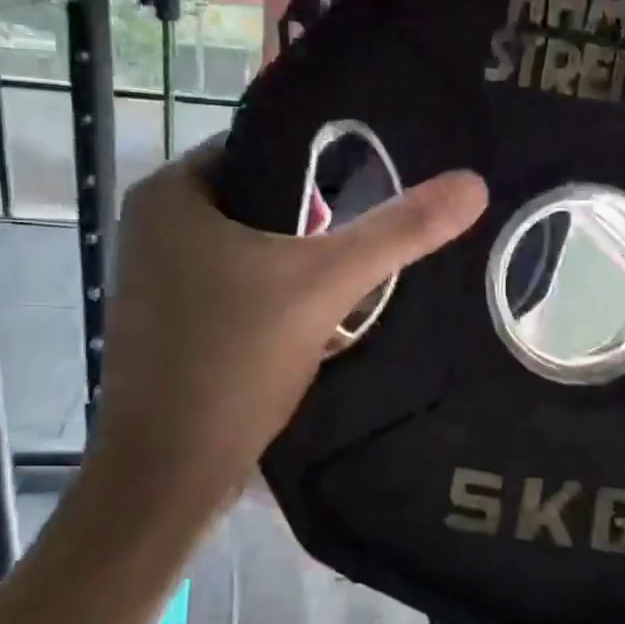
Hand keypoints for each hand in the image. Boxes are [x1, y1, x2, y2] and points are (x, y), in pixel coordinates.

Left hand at [89, 140, 487, 514]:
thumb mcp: (324, 285)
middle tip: (367, 246)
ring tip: (352, 283)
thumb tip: (472, 184)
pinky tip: (313, 322)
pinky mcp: (169, 325)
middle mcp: (152, 227)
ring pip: (248, 251)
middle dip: (316, 226)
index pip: (264, 149)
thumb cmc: (232, 361)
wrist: (166, 474)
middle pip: (260, 204)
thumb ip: (397, 233)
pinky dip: (272, 297)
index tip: (376, 188)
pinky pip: (234, 289)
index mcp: (171, 194)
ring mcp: (155, 280)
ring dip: (297, 265)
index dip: (323, 166)